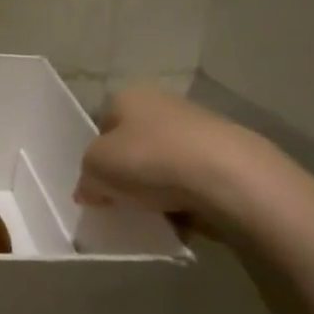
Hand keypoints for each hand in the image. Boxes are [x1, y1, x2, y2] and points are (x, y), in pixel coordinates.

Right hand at [76, 86, 274, 233]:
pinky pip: (191, 182)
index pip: (102, 126)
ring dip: (155, 188)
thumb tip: (91, 188)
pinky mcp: (226, 156)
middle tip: (120, 201)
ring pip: (163, 164)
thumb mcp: (94, 168)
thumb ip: (86, 178)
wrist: (228, 178)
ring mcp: (199, 129)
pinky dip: (184, 199)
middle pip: (133, 146)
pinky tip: (181, 217)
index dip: (95, 157)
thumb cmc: (149, 160)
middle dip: (127, 174)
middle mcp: (163, 104)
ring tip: (152, 213)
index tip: (97, 185)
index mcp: (128, 97)